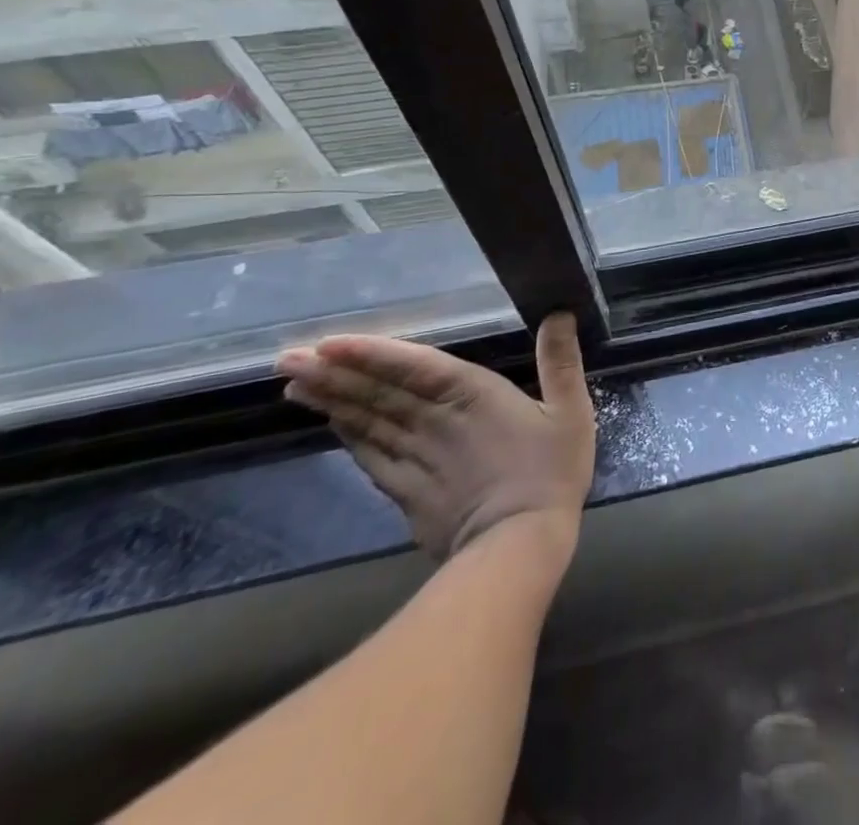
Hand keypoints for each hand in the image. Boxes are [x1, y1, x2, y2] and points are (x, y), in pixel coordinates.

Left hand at [277, 312, 596, 563]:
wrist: (518, 546)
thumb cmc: (550, 472)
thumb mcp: (571, 412)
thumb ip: (561, 362)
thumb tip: (560, 312)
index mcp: (472, 396)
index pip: (414, 367)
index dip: (372, 354)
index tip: (327, 344)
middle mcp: (435, 422)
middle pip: (378, 394)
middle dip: (333, 374)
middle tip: (287, 358)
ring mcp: (416, 459)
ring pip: (367, 424)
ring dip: (332, 402)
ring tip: (297, 384)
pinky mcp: (408, 492)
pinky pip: (372, 458)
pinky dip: (350, 438)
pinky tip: (334, 425)